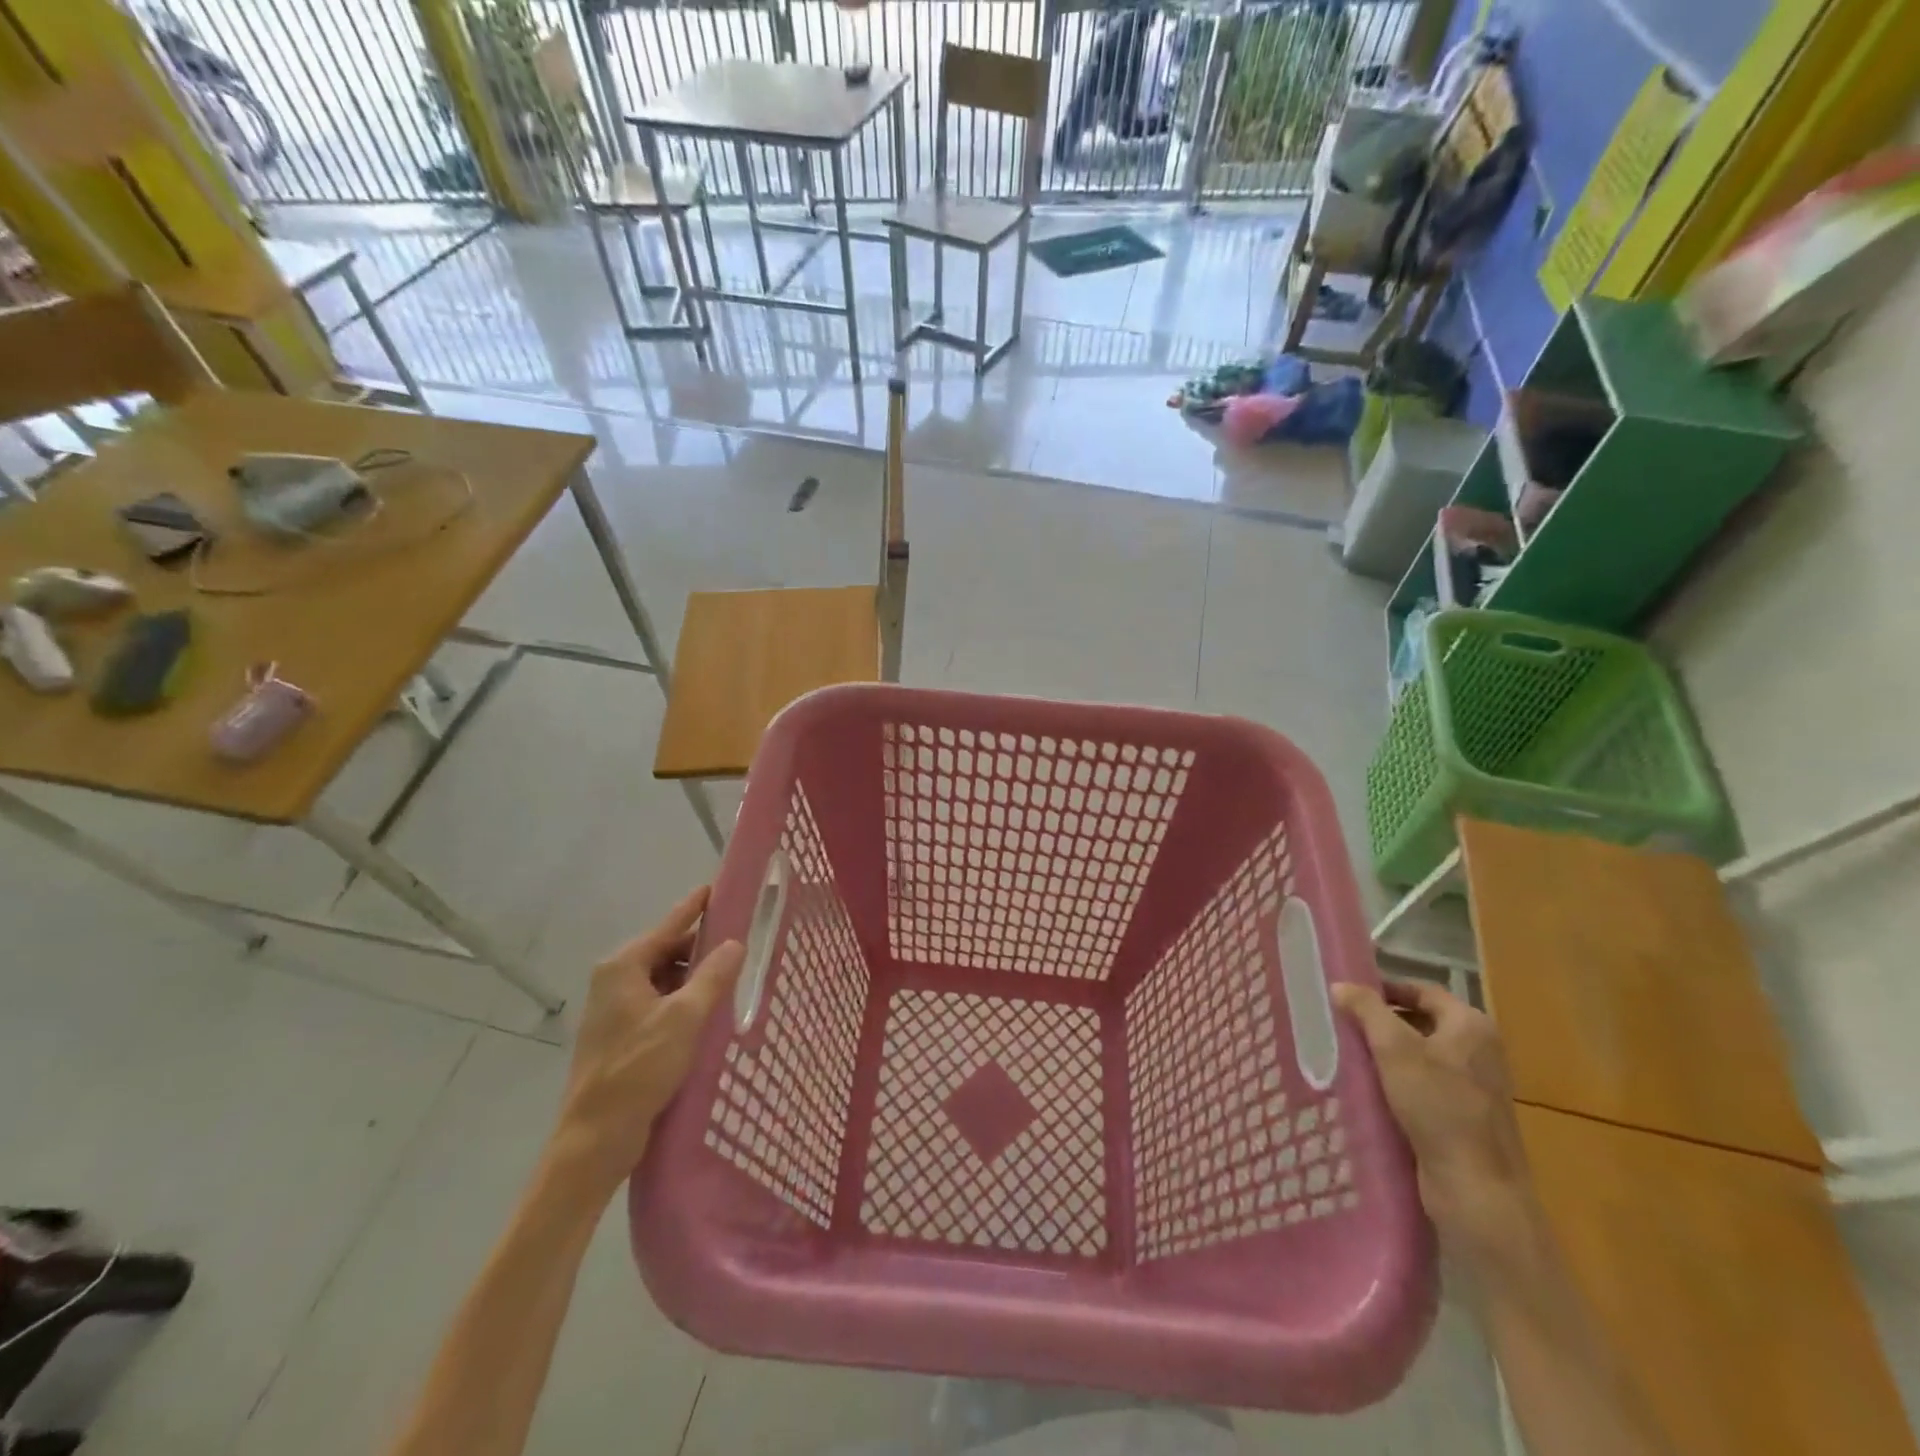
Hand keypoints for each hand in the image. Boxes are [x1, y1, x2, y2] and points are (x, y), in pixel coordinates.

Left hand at [550, 886, 743, 1199]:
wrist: (595, 1138)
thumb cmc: (638, 1069)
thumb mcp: (685, 1018)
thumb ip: (713, 976)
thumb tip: (735, 943)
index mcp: (623, 967)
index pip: (669, 924)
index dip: (696, 906)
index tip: (719, 887)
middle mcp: (615, 980)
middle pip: (667, 950)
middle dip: (702, 948)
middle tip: (742, 944)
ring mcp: (616, 1009)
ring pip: (665, 979)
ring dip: (695, 979)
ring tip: (733, 980)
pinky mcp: (622, 1035)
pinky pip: (660, 1003)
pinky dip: (684, 1001)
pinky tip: (710, 1013)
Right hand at [1333, 978, 1536, 1262]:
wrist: (1476, 1189)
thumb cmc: (1438, 1107)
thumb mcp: (1394, 1049)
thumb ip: (1367, 1010)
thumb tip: (1341, 985)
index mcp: (1472, 1026)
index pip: (1423, 991)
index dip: (1386, 988)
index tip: (1349, 993)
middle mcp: (1480, 1051)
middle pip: (1422, 1021)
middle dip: (1382, 1021)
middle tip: (1343, 1022)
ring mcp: (1476, 1086)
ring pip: (1421, 1055)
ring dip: (1387, 1052)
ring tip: (1347, 1052)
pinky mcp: (1465, 1117)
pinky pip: (1425, 1085)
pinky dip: (1398, 1080)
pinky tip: (1369, 1088)